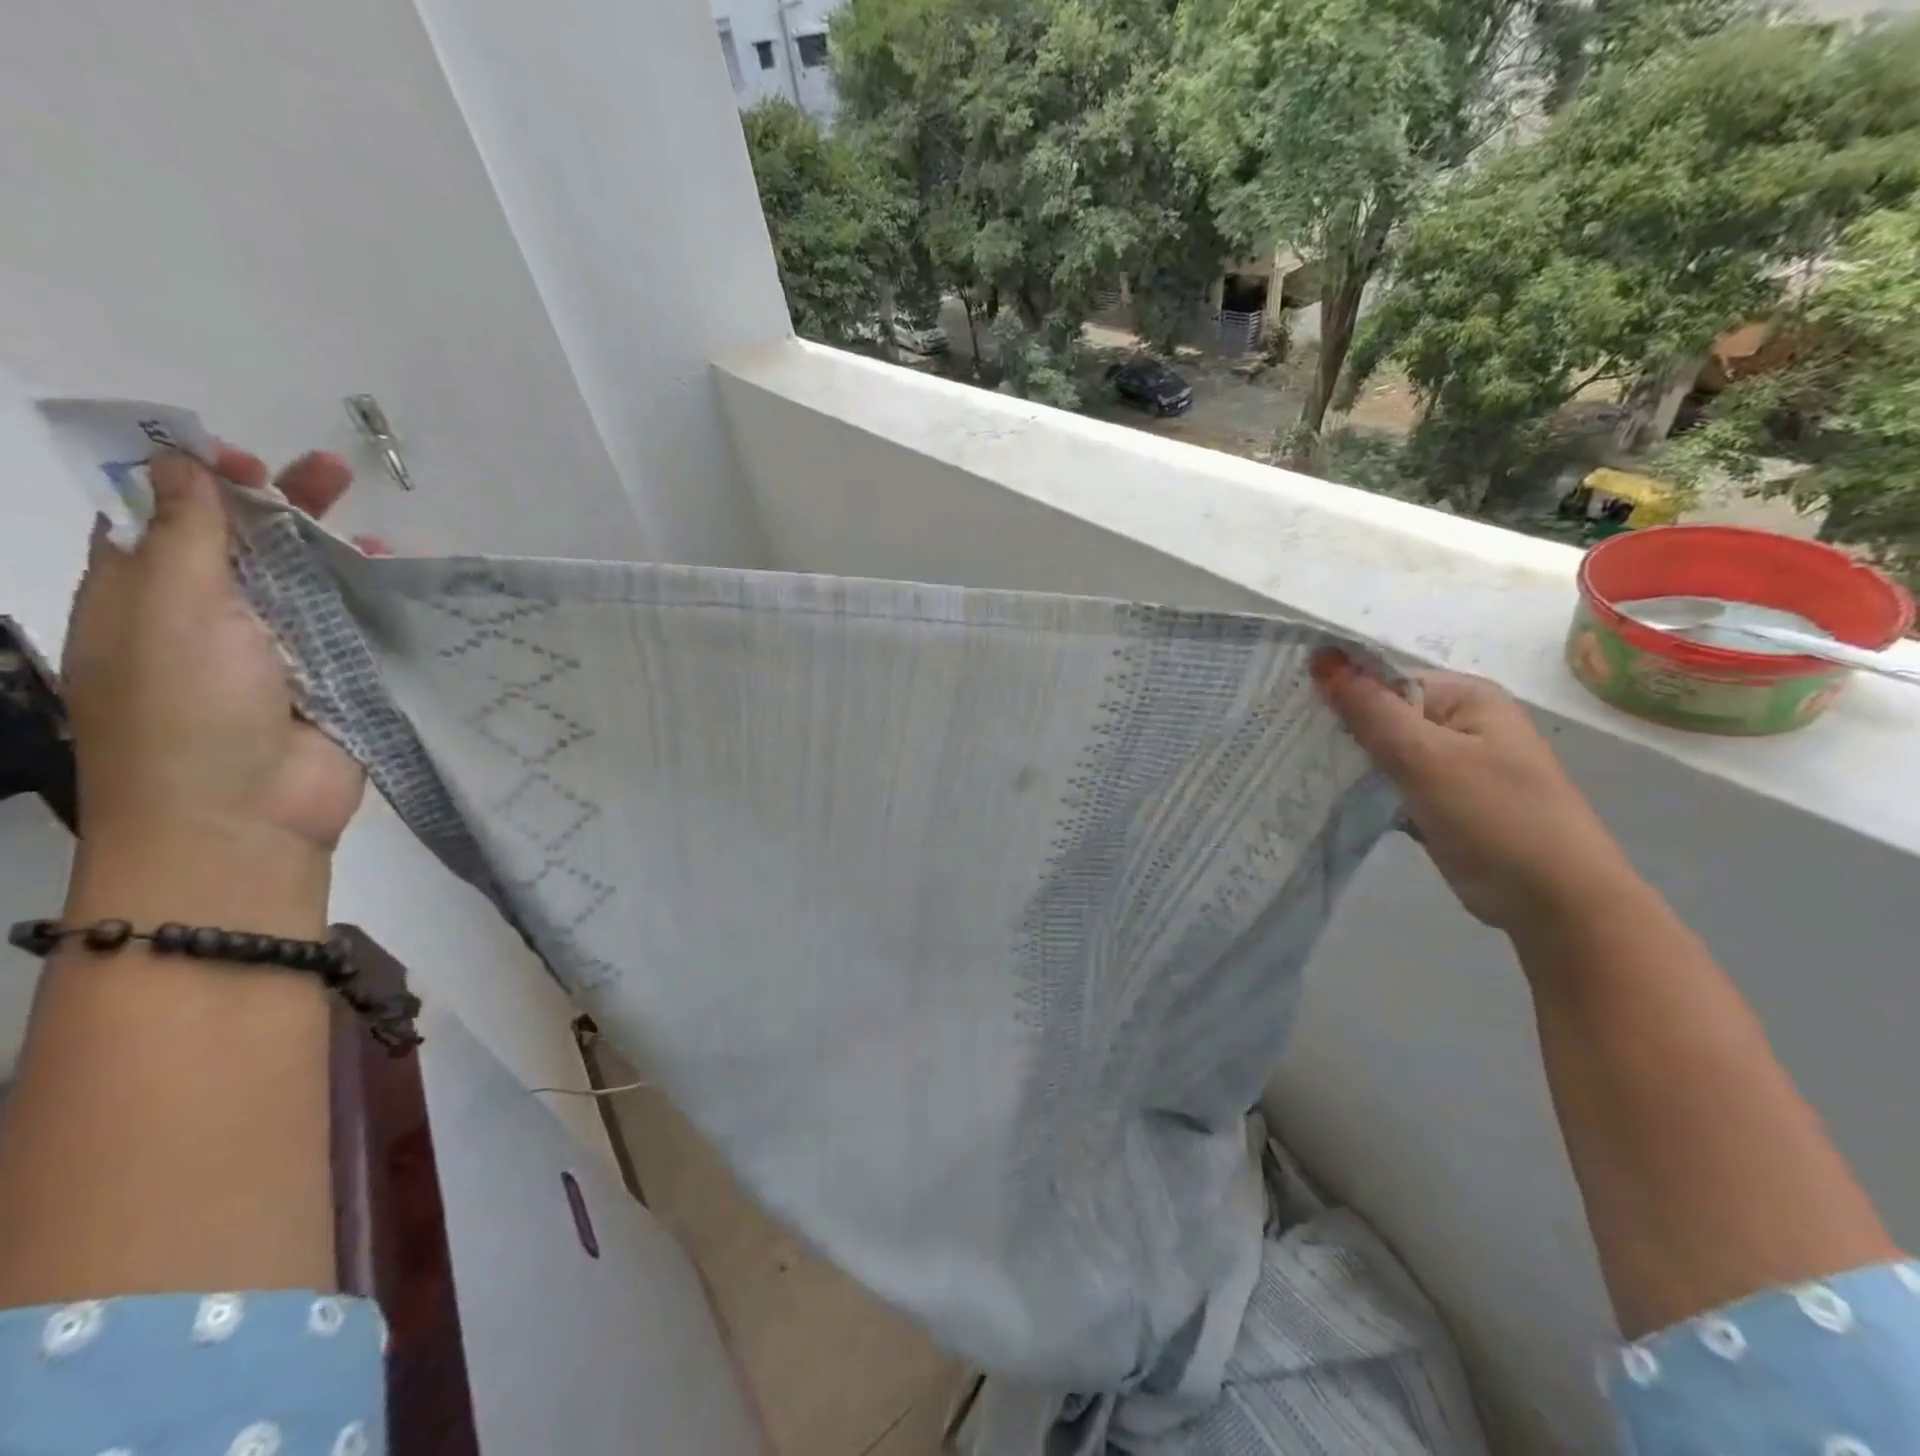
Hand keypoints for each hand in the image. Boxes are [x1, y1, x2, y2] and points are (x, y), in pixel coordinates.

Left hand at [61, 448, 364, 860]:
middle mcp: (206, 617)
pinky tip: (401, 580)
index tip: (241, 457)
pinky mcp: (333, 680)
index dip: (195, 477)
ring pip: (307, 583)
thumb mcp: (169, 606)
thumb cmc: (184, 707)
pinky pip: (354, 627)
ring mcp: (275, 651)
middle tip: (331, 472)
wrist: (242, 815)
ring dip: (336, 551)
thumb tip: (178, 461)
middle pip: (246, 543)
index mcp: (141, 594)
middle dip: (282, 502)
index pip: (161, 516)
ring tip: (380, 529)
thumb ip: (185, 532)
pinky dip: (374, 599)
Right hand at [1312, 651, 1640, 936]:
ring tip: (1301, 772)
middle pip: (1382, 714)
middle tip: (1289, 746)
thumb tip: (1322, 657)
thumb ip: (1370, 710)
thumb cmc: (1495, 819)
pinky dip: (1367, 790)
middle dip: (1340, 730)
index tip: (1290, 715)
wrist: (1558, 904)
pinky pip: (1393, 784)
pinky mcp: (1443, 802)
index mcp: (1466, 698)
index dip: (1338, 691)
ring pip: (1384, 752)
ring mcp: (1453, 765)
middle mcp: (1461, 723)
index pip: (1383, 679)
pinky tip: (1331, 798)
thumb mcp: (1425, 758)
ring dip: (1350, 763)